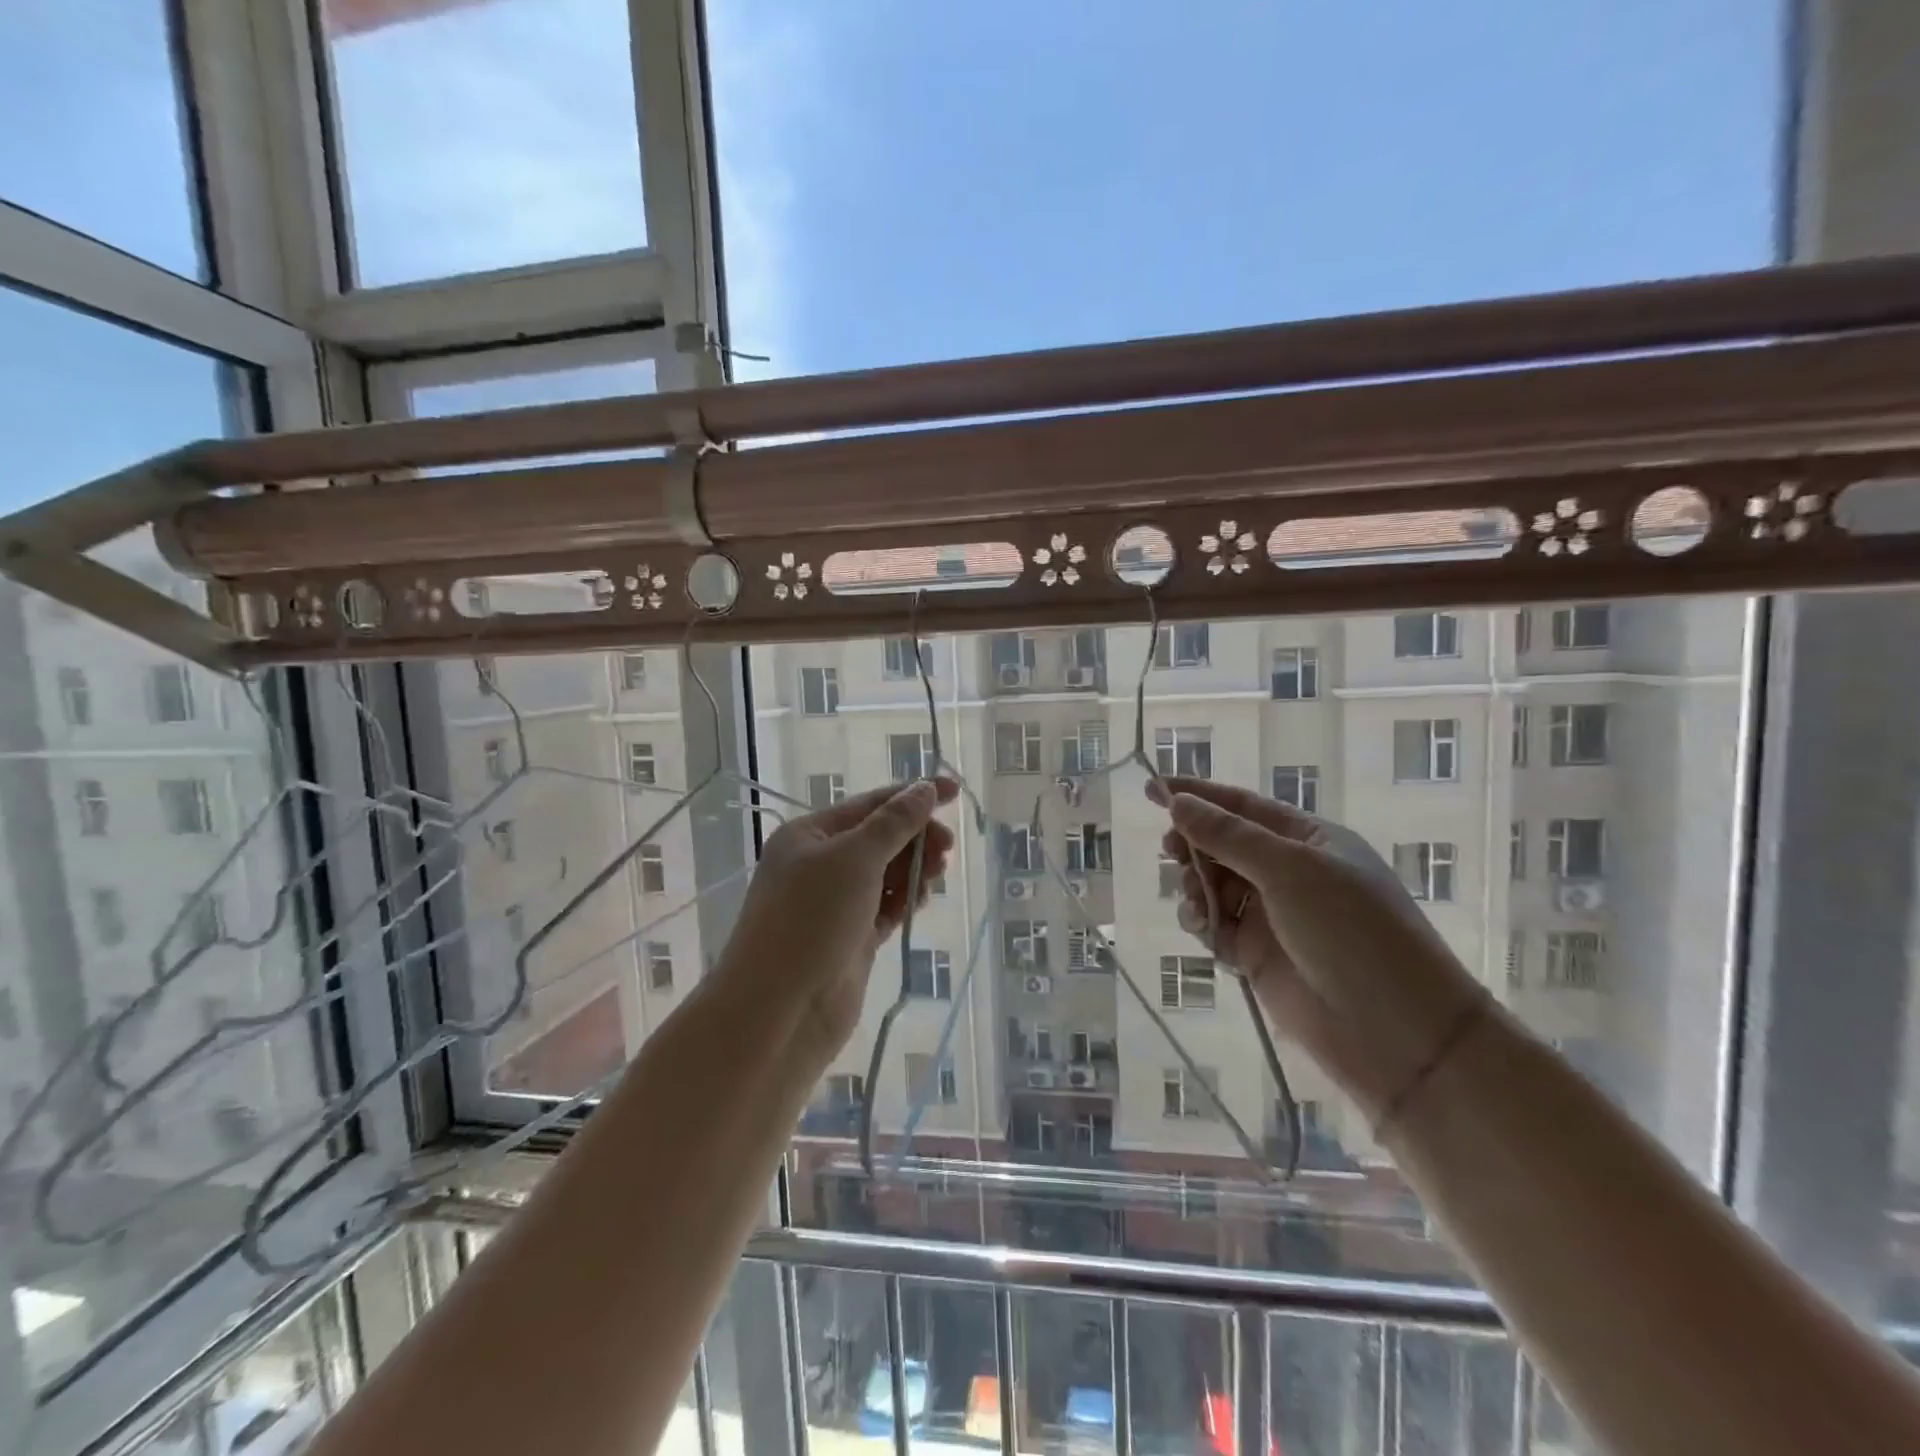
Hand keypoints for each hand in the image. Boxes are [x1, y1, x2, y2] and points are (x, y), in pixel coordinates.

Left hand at [715, 779, 958, 1057]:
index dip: (913, 796)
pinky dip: (905, 899)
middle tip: (947, 849)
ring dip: (913, 868)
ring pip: (885, 873)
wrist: (779, 1011)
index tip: (955, 792)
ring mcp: (834, 904)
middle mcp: (819, 864)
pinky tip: (922, 900)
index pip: (870, 804)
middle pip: (879, 837)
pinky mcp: (851, 938)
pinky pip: (885, 907)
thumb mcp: (854, 859)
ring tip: (936, 876)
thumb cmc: (811, 919)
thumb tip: (925, 788)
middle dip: (915, 837)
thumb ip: (894, 823)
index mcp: (809, 835)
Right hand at [1149, 777, 1483, 1122]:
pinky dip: (1202, 922)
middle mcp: (1289, 872)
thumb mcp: (1290, 870)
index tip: (1152, 788)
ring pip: (1214, 886)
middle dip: (1193, 845)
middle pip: (1223, 845)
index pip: (1242, 806)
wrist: (1396, 1032)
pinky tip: (1202, 927)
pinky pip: (1216, 926)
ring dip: (1195, 886)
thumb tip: (1178, 802)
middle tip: (1171, 850)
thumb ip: (1228, 836)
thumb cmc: (1351, 931)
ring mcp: (1273, 916)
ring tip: (1196, 901)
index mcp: (1308, 840)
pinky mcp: (1258, 956)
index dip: (1196, 795)